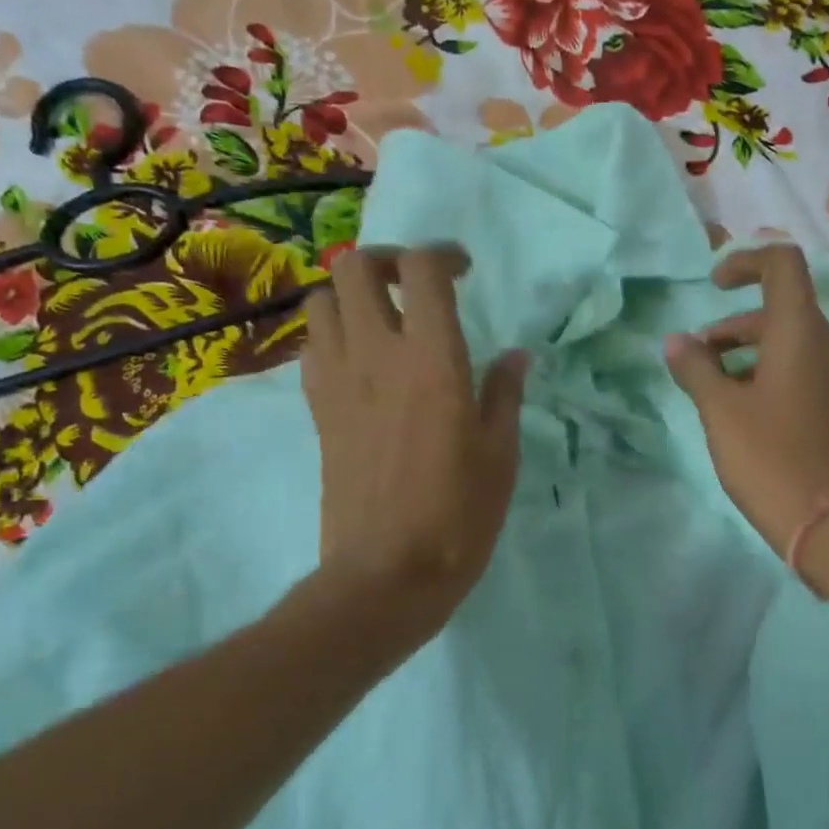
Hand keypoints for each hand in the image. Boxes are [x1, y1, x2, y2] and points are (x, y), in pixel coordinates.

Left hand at [301, 246, 528, 629]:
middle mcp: (377, 355)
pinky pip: (312, 345)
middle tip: (416, 285)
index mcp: (433, 361)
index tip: (463, 271)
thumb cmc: (459, 516)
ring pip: (322, 299)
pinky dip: (333, 333)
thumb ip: (504, 395)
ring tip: (385, 319)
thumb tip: (515, 356)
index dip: (442, 255)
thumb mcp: (500, 455)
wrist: (387, 573)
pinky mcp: (316, 409)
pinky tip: (361, 361)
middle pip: (355, 267)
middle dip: (387, 260)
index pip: (422, 270)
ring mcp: (337, 381)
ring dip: (352, 294)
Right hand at [664, 245, 828, 553]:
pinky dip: (769, 374)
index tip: (713, 285)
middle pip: (780, 309)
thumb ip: (696, 369)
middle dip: (732, 327)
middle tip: (697, 361)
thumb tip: (676, 341)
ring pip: (790, 344)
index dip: (744, 262)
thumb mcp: (721, 411)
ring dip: (747, 354)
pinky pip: (803, 371)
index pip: (782, 264)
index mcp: (802, 331)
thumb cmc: (772, 458)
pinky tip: (744, 413)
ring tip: (713, 391)